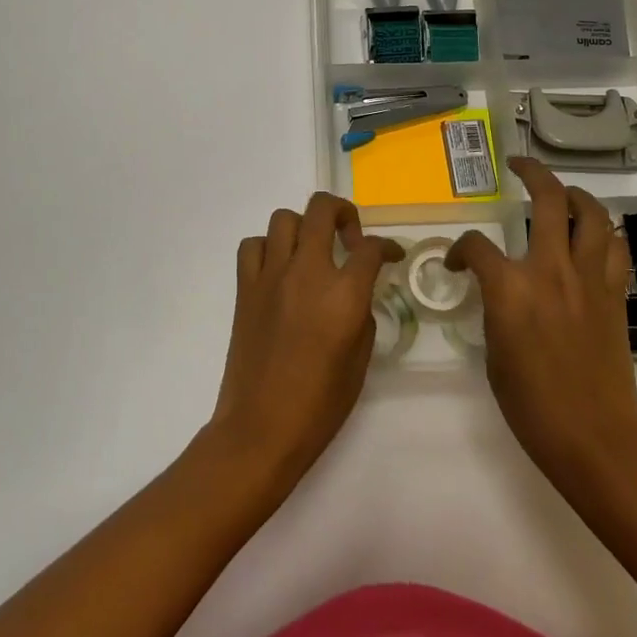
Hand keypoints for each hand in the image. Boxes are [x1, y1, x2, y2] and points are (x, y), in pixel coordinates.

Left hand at [206, 193, 402, 485]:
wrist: (261, 428)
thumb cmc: (319, 404)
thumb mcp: (360, 360)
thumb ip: (361, 314)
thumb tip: (355, 293)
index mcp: (343, 294)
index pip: (371, 247)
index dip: (387, 246)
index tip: (391, 255)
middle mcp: (307, 272)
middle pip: (323, 209)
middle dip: (344, 212)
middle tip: (350, 236)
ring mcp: (271, 276)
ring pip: (284, 218)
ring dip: (304, 227)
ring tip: (312, 252)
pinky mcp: (245, 288)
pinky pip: (253, 246)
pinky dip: (268, 248)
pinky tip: (279, 269)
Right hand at [447, 158, 636, 494]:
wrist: (594, 437)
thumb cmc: (531, 405)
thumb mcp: (493, 354)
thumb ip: (495, 309)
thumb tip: (499, 293)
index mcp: (510, 289)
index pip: (476, 246)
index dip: (460, 250)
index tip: (457, 264)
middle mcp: (551, 270)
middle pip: (547, 200)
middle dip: (531, 173)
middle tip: (519, 166)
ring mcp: (588, 279)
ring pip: (592, 214)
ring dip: (576, 195)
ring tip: (562, 193)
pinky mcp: (614, 295)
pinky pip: (614, 248)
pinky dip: (603, 233)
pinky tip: (592, 236)